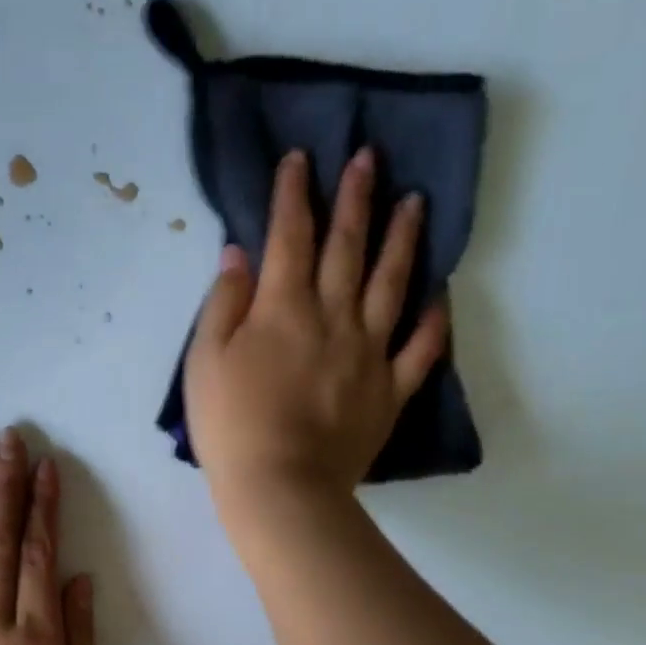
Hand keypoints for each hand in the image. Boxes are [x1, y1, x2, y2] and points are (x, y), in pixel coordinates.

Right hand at [183, 148, 447, 516]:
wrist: (279, 485)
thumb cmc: (229, 425)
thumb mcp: (203, 361)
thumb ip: (223, 304)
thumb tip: (239, 254)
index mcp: (282, 308)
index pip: (289, 236)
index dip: (293, 194)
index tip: (300, 160)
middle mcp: (333, 316)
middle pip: (347, 247)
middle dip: (355, 198)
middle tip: (369, 159)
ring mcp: (369, 352)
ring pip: (392, 283)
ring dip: (403, 239)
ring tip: (415, 203)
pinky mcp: (390, 390)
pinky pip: (421, 348)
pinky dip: (434, 320)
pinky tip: (441, 294)